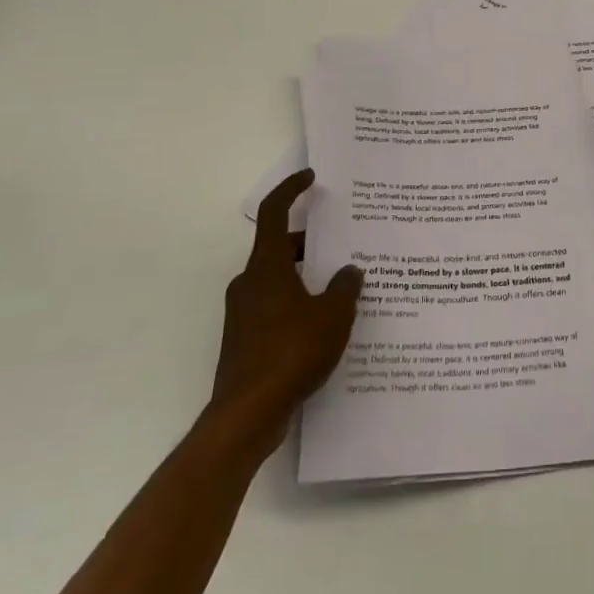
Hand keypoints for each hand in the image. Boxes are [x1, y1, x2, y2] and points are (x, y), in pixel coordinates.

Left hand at [210, 169, 362, 460]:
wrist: (246, 415)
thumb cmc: (291, 352)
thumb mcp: (333, 316)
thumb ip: (345, 288)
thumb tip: (350, 271)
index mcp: (266, 267)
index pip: (274, 213)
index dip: (290, 190)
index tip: (310, 177)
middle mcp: (249, 283)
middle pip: (278, 248)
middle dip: (310, 241)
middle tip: (342, 242)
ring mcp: (243, 314)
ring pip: (277, 280)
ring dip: (306, 276)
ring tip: (341, 286)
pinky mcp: (244, 342)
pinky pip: (275, 308)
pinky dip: (298, 304)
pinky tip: (324, 324)